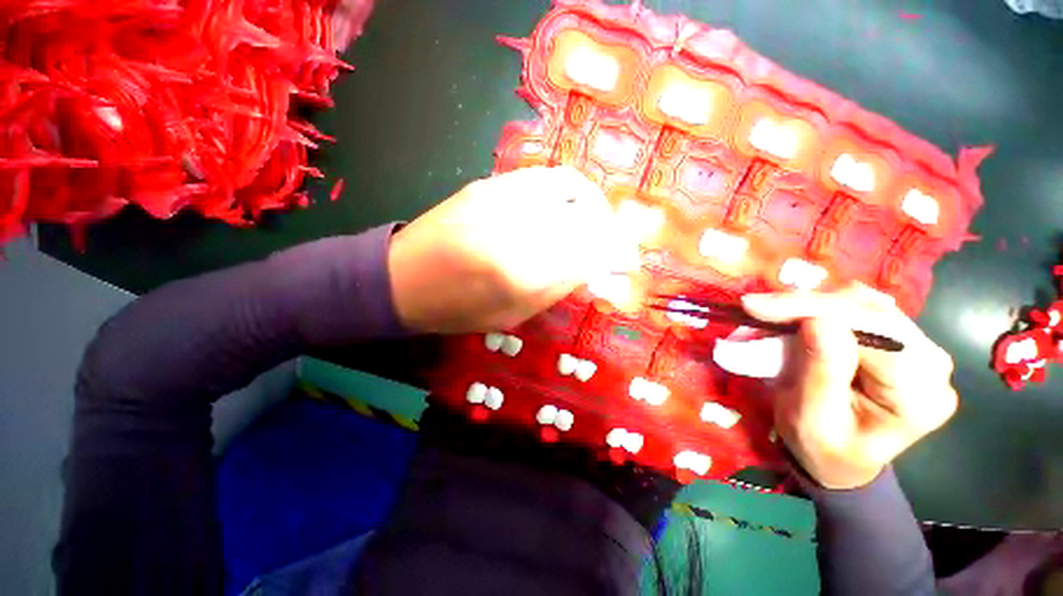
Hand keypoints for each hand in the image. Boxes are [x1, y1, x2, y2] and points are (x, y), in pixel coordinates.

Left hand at [388, 166, 637, 333]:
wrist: (402, 278)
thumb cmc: (456, 309)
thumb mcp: (512, 314)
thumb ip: (556, 288)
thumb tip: (592, 266)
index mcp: (522, 274)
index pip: (588, 254)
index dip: (615, 253)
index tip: (627, 259)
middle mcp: (517, 229)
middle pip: (584, 219)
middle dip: (609, 230)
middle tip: (615, 242)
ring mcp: (502, 198)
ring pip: (569, 189)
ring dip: (593, 204)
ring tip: (595, 220)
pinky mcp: (489, 183)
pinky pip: (543, 177)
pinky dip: (568, 188)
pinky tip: (567, 204)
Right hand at [741, 283, 958, 489]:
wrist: (839, 460)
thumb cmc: (823, 450)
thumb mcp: (812, 421)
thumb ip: (820, 374)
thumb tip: (817, 321)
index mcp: (920, 396)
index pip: (875, 332)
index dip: (814, 310)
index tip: (755, 307)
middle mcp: (932, 366)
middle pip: (871, 312)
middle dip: (807, 305)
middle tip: (755, 307)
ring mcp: (920, 350)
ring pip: (864, 304)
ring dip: (811, 305)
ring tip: (771, 314)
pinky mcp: (901, 341)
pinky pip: (860, 309)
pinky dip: (820, 308)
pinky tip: (796, 316)